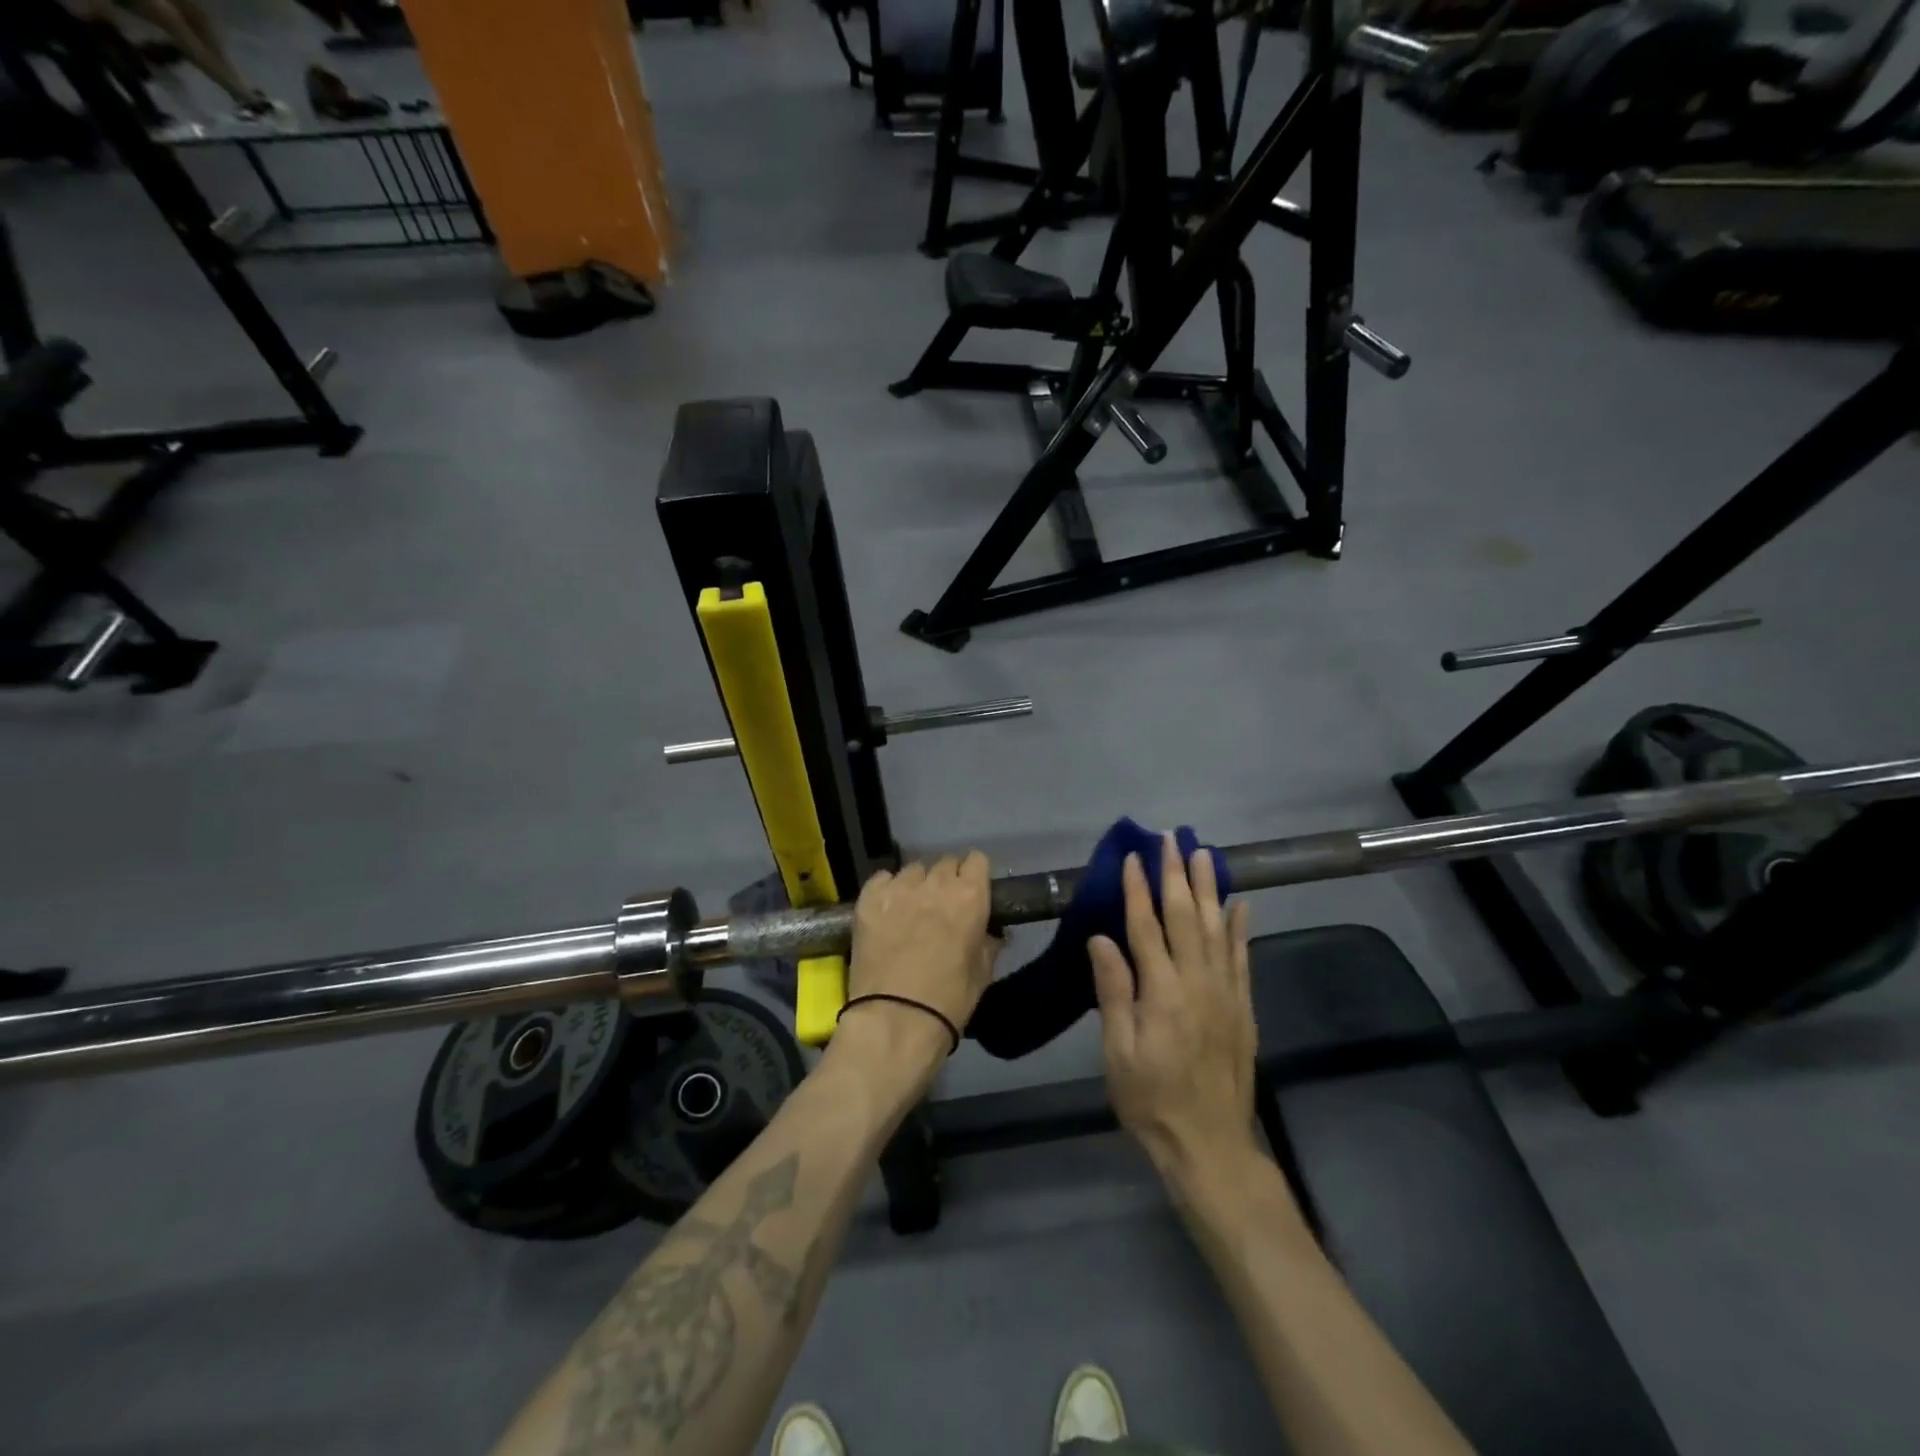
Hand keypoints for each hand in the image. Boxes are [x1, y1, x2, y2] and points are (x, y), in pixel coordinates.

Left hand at [839, 853, 1000, 1073]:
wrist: (895, 1020)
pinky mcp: (868, 898)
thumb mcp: (982, 973)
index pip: (977, 860)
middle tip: (941, 906)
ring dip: (916, 885)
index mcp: (970, 897)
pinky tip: (885, 910)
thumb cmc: (948, 1001)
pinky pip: (882, 879)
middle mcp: (936, 883)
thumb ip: (988, 942)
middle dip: (946, 880)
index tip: (971, 891)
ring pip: (913, 870)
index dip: (974, 875)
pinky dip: (886, 889)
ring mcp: (899, 888)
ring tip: (910, 909)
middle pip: (944, 862)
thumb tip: (991, 931)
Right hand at [1090, 834, 1258, 1179]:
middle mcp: (1197, 982)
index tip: (1133, 857)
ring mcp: (1226, 993)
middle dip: (1177, 875)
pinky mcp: (1243, 1007)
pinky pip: (1242, 958)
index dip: (1138, 889)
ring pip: (1218, 928)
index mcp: (1161, 992)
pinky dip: (1241, 928)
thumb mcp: (1118, 1052)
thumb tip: (1101, 938)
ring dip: (1210, 888)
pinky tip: (1241, 904)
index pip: (1146, 927)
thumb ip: (1113, 992)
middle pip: (1186, 916)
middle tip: (1172, 839)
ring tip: (1204, 854)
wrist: (1210, 1145)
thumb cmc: (1151, 1099)